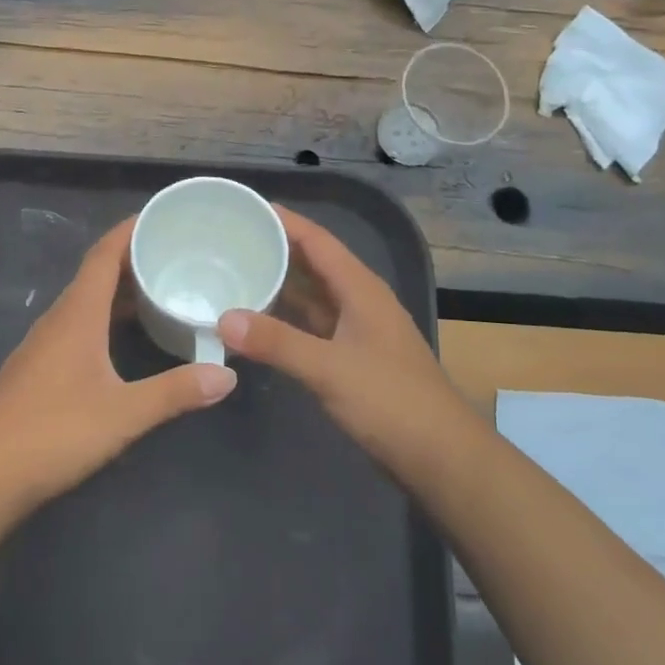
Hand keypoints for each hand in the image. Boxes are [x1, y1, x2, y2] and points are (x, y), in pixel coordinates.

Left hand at [0, 217, 236, 512]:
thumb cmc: (52, 432)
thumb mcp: (123, 413)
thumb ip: (175, 392)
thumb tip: (226, 375)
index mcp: (77, 314)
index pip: (103, 255)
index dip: (129, 230)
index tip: (160, 216)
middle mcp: (58, 319)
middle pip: (96, 275)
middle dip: (133, 260)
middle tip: (175, 256)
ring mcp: (44, 345)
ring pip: (86, 303)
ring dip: (120, 292)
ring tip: (159, 292)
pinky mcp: (38, 370)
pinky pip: (78, 326)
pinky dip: (106, 319)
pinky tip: (124, 341)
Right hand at [219, 207, 459, 471]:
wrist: (441, 457)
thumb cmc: (391, 402)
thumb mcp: (329, 369)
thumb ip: (277, 342)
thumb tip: (223, 318)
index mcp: (360, 288)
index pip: (317, 240)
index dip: (283, 220)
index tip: (245, 207)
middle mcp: (358, 300)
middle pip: (312, 263)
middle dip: (274, 249)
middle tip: (228, 240)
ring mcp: (356, 330)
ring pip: (311, 295)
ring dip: (278, 285)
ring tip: (234, 274)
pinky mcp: (352, 358)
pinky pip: (311, 325)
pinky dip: (285, 320)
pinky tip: (257, 324)